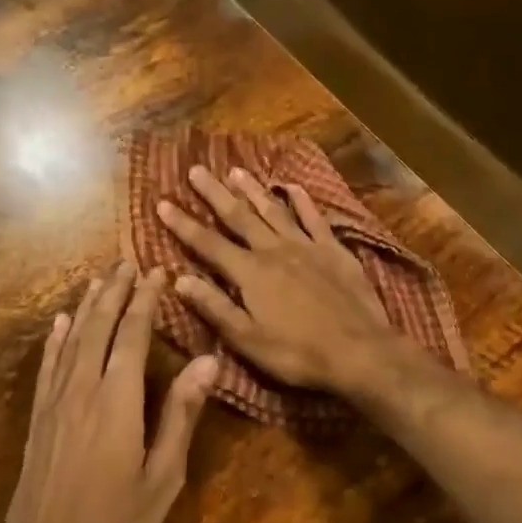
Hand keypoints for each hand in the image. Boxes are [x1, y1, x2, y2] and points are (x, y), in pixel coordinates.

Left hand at [0, 263, 217, 522]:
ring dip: (85, 307)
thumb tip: (208, 360)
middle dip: (114, 292)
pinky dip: (54, 340)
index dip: (145, 301)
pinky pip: (47, 367)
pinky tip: (57, 323)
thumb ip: (182, 414)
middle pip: (98, 327)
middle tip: (127, 262)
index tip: (156, 272)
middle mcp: (82, 390)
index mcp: (118, 400)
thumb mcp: (163, 475)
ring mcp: (54, 404)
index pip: (133, 335)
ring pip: (70, 340)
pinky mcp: (37, 421)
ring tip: (98, 280)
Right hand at [157, 165, 406, 392]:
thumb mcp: (247, 339)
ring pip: (274, 211)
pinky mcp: (334, 250)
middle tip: (197, 169)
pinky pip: (314, 218)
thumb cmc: (298, 353)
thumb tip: (178, 280)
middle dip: (215, 194)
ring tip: (236, 170)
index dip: (183, 224)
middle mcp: (274, 250)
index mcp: (250, 273)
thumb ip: (214, 307)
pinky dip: (302, 201)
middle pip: (239, 217)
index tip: (163, 203)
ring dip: (253, 190)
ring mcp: (306, 246)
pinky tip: (293, 187)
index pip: (208, 244)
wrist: (358, 350)